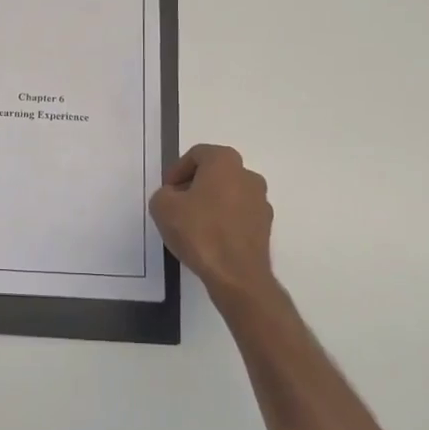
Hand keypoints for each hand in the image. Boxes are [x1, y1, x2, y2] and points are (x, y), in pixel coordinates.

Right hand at [150, 145, 276, 301]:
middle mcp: (248, 175)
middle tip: (176, 206)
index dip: (177, 171)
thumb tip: (174, 197)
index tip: (167, 191)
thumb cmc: (200, 232)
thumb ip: (164, 194)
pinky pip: (238, 215)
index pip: (197, 154)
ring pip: (228, 194)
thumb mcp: (163, 207)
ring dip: (210, 204)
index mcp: (225, 162)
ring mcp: (261, 201)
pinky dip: (224, 221)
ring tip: (192, 226)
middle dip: (194, 186)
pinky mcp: (265, 226)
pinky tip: (209, 240)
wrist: (236, 275)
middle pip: (215, 173)